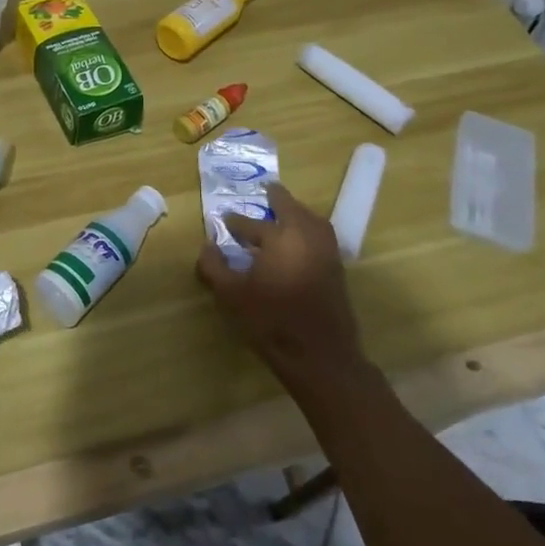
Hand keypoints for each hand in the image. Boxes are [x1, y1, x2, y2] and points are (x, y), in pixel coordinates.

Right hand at [196, 181, 366, 394]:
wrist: (321, 355)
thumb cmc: (271, 321)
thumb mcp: (232, 295)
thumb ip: (215, 267)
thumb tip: (207, 246)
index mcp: (279, 238)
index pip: (250, 224)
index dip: (234, 222)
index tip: (223, 220)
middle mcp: (305, 236)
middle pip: (291, 208)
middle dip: (277, 198)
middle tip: (267, 190)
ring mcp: (326, 251)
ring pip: (311, 219)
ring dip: (297, 211)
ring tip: (285, 210)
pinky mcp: (337, 268)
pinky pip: (322, 235)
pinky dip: (310, 227)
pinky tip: (300, 239)